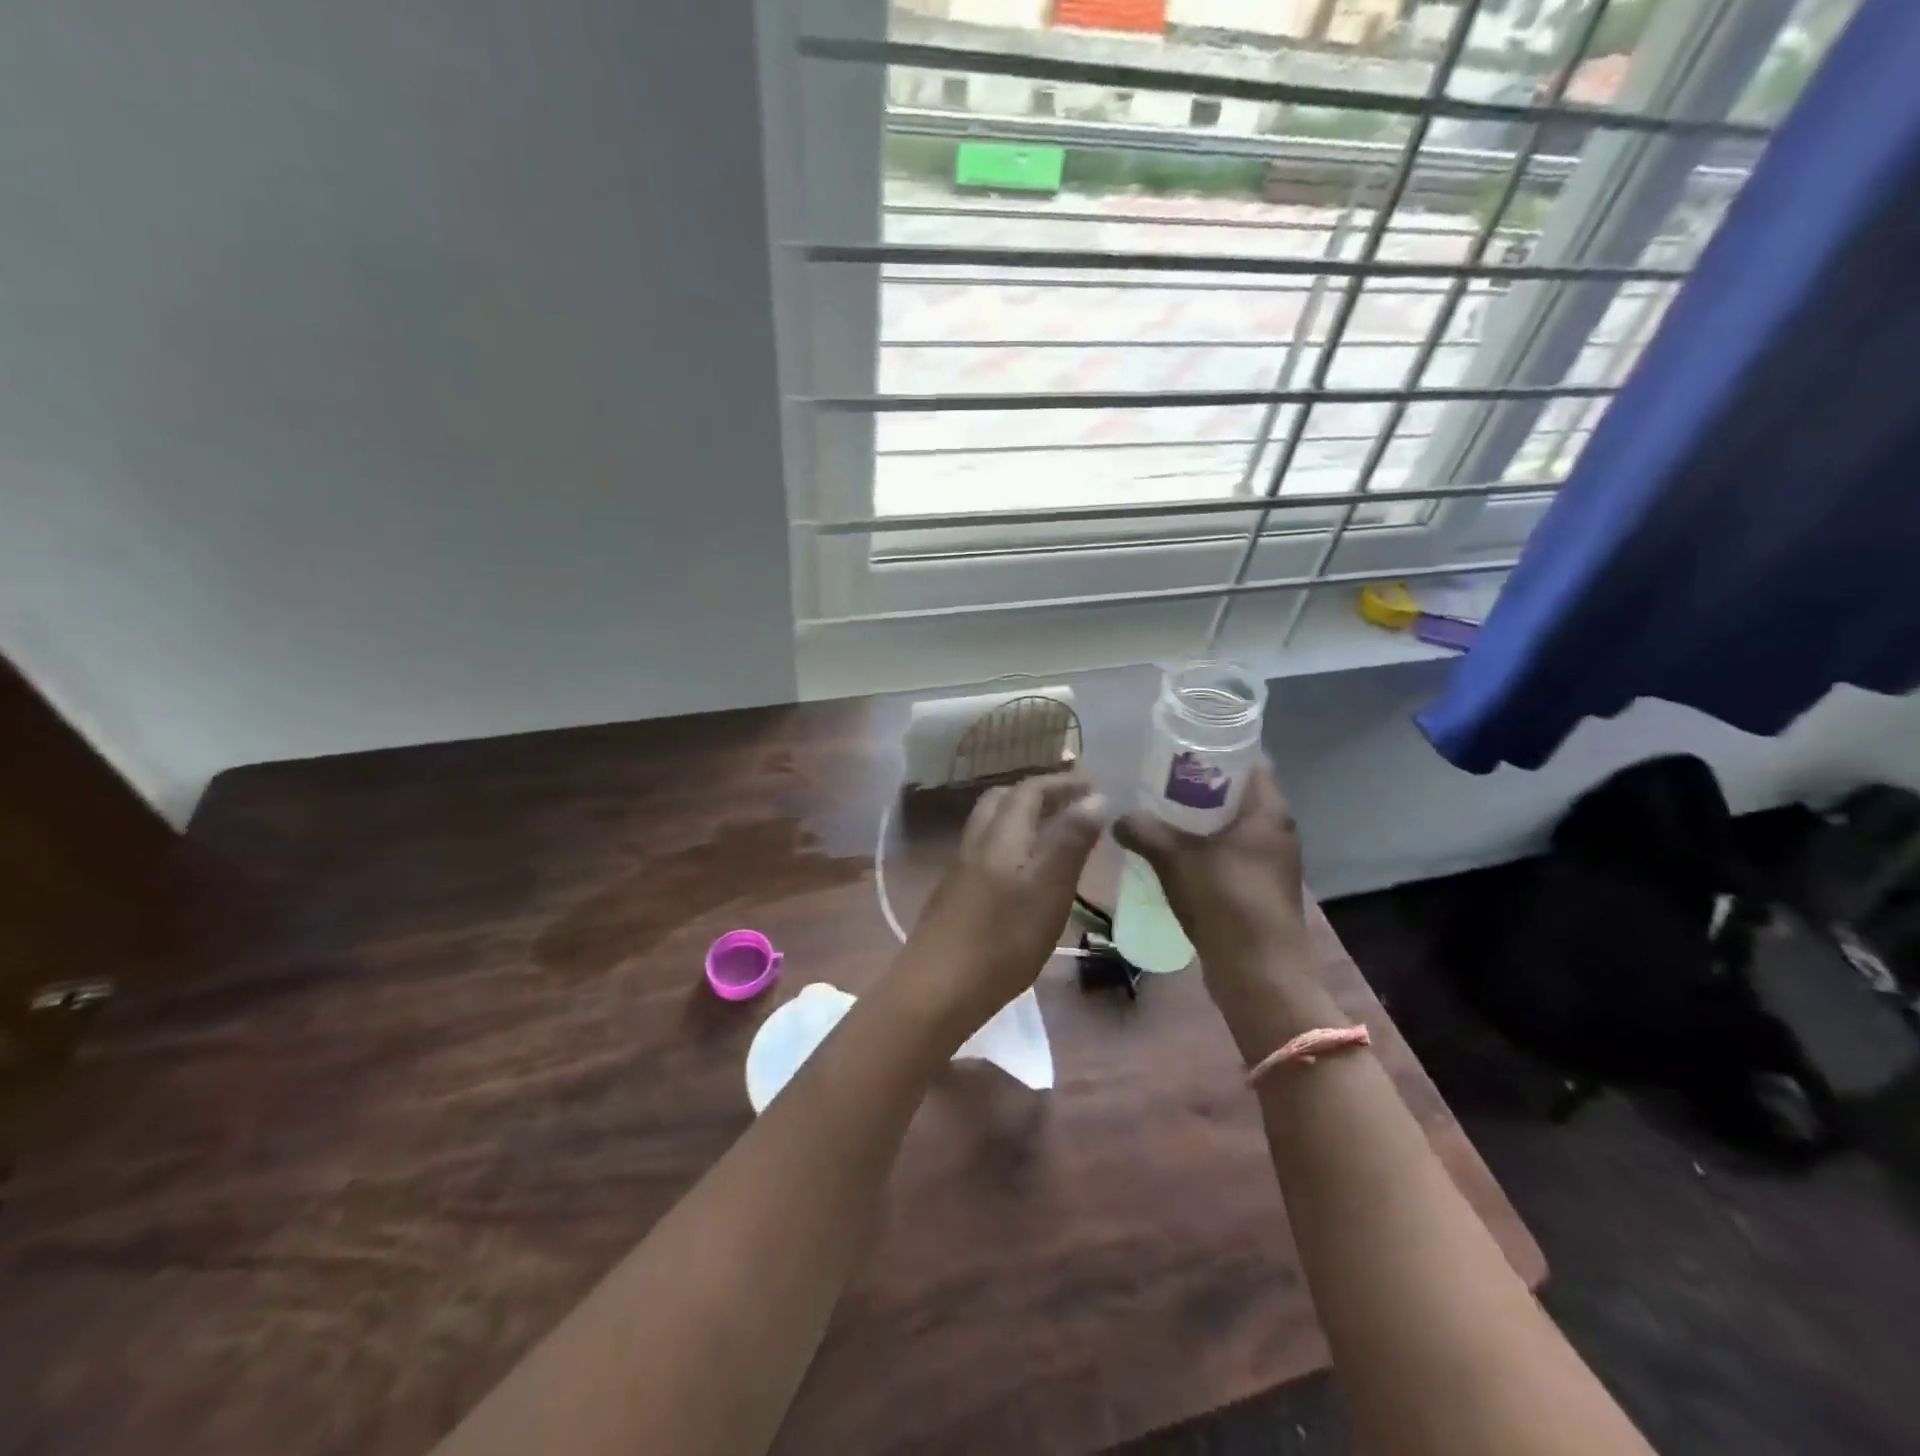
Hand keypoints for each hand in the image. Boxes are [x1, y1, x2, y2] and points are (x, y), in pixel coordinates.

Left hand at [900, 774, 1107, 1039]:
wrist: (937, 988)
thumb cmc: (1003, 940)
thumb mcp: (1049, 890)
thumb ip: (1070, 842)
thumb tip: (1094, 796)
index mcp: (1001, 835)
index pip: (1030, 790)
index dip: (1061, 782)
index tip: (1092, 783)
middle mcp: (976, 842)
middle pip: (1003, 800)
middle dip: (1038, 794)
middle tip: (1071, 802)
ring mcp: (960, 868)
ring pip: (991, 825)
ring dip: (1021, 817)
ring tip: (1053, 833)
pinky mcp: (954, 894)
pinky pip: (985, 850)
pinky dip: (1011, 843)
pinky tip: (1024, 872)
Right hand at [1113, 761, 1310, 990]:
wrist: (1260, 974)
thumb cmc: (1224, 903)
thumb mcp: (1174, 859)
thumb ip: (1143, 831)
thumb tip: (1118, 818)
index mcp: (1268, 811)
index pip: (1249, 760)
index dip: (1215, 750)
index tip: (1179, 749)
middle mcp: (1277, 830)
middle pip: (1238, 792)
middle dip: (1200, 785)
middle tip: (1159, 781)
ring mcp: (1272, 861)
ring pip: (1234, 825)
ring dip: (1201, 819)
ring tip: (1160, 815)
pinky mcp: (1262, 887)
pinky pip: (1232, 852)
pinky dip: (1207, 847)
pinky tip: (1175, 855)